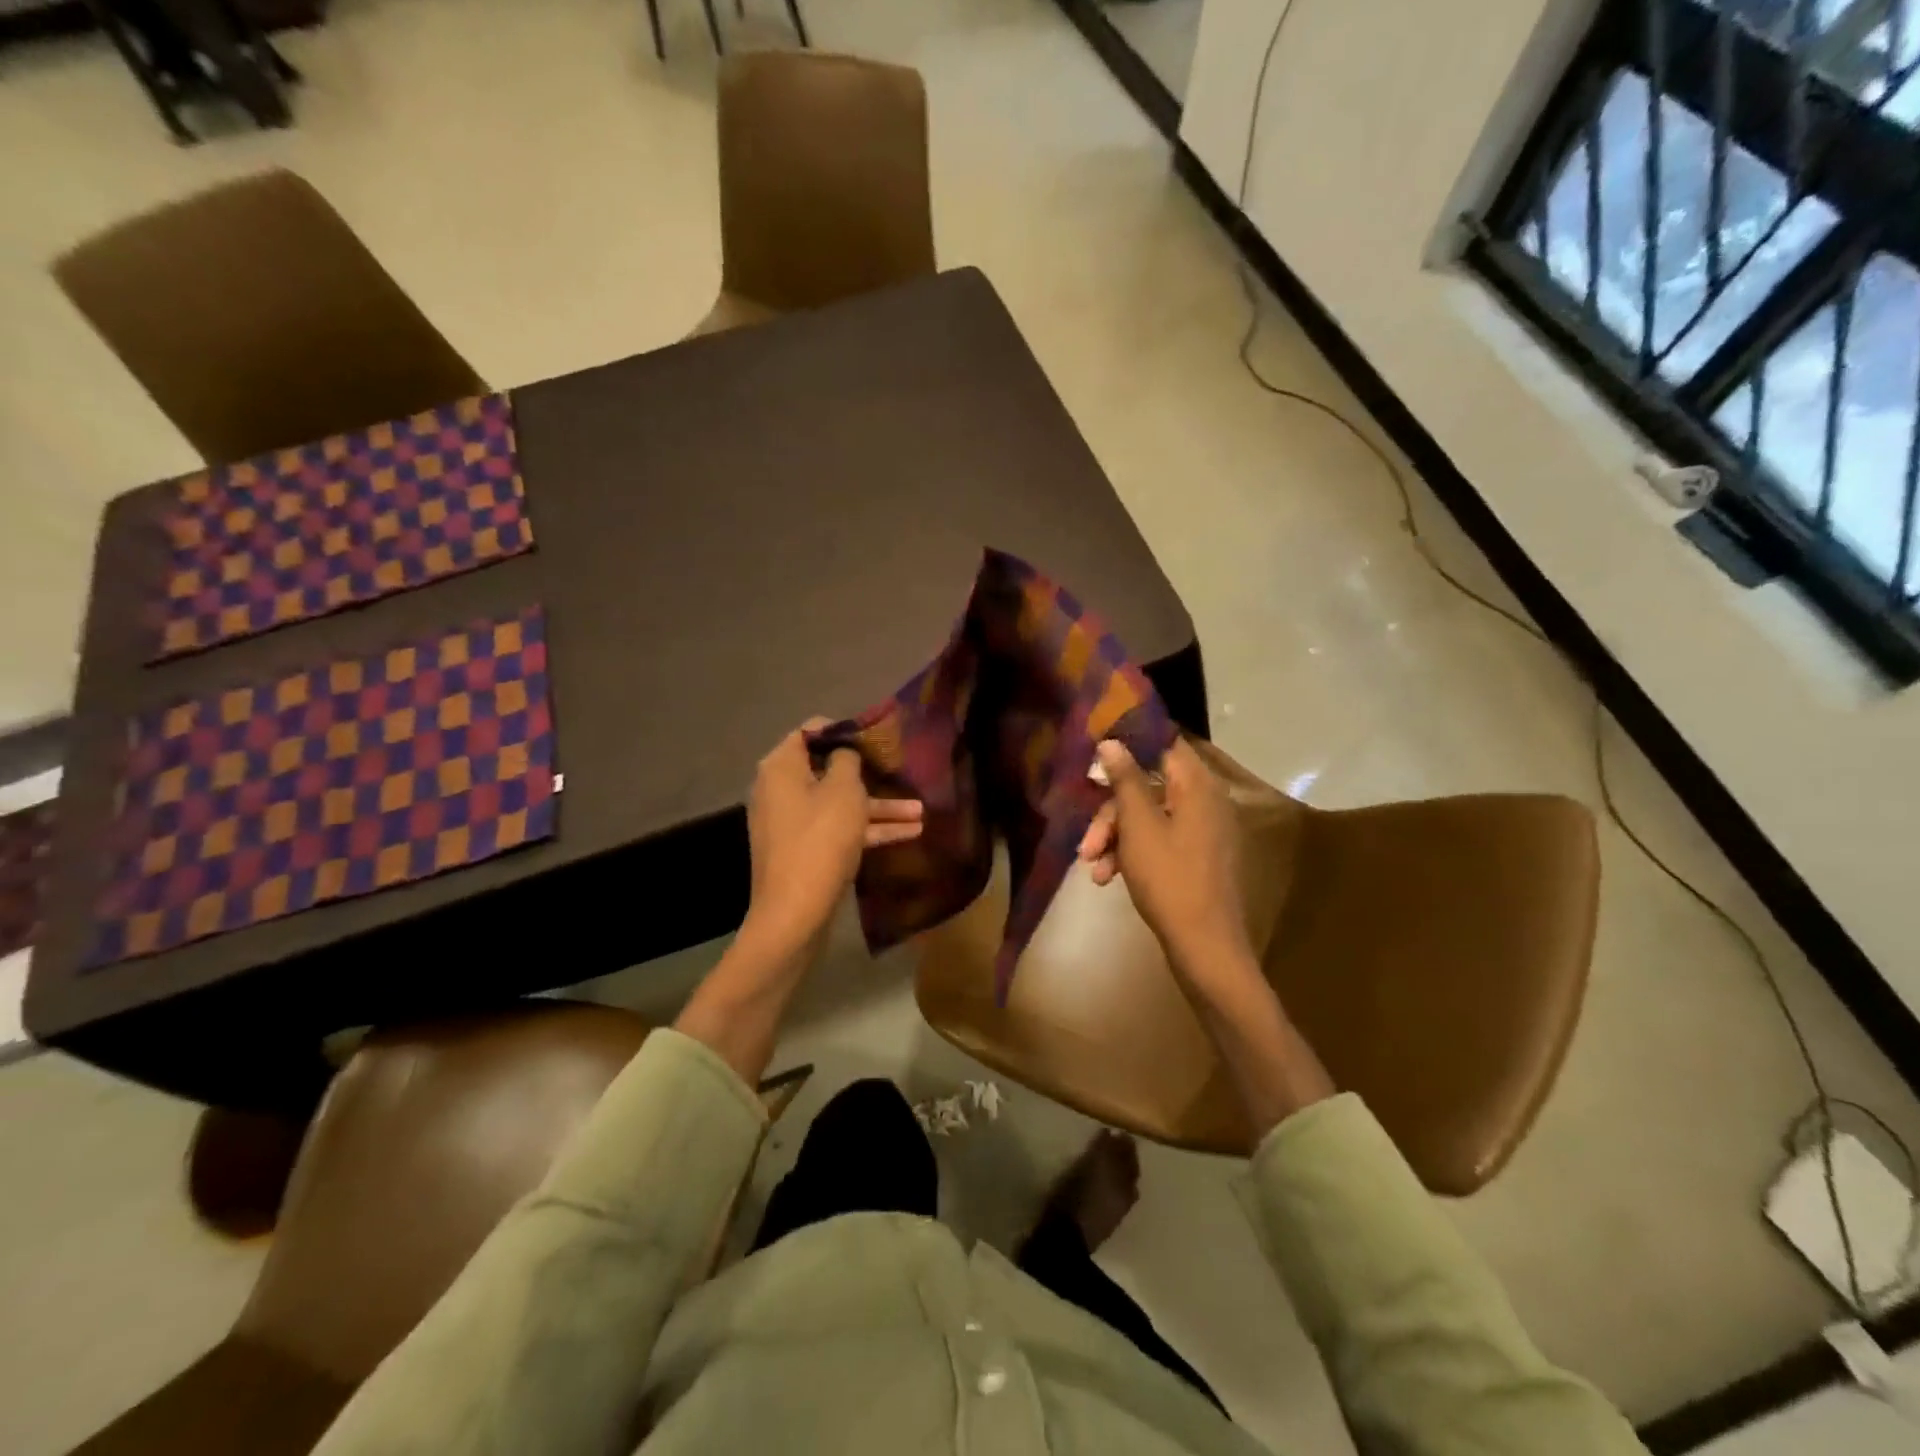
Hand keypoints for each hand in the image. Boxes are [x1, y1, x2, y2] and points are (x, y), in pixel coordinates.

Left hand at [743, 720, 922, 954]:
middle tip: (900, 771)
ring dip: (879, 807)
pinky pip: (839, 830)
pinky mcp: (806, 851)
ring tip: (921, 811)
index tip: (874, 737)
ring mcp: (793, 824)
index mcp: (781, 768)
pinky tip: (910, 834)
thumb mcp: (843, 791)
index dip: (843, 730)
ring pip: (840, 805)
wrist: (795, 913)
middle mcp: (781, 791)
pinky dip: (869, 830)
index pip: (809, 732)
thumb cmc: (820, 840)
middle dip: (869, 774)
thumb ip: (846, 761)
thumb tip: (843, 754)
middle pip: (828, 771)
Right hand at [1081, 738, 1334, 1131]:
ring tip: (1092, 868)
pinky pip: (1159, 841)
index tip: (1095, 754)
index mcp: (1198, 786)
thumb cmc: (1170, 880)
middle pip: (1148, 787)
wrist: (1205, 948)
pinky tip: (1107, 879)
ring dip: (1115, 838)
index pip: (1164, 744)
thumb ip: (1125, 780)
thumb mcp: (1139, 827)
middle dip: (1111, 812)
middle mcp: (1205, 802)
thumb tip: (1112, 742)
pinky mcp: (1196, 858)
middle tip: (1086, 841)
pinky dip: (1132, 854)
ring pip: (1149, 818)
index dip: (1129, 745)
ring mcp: (1203, 832)